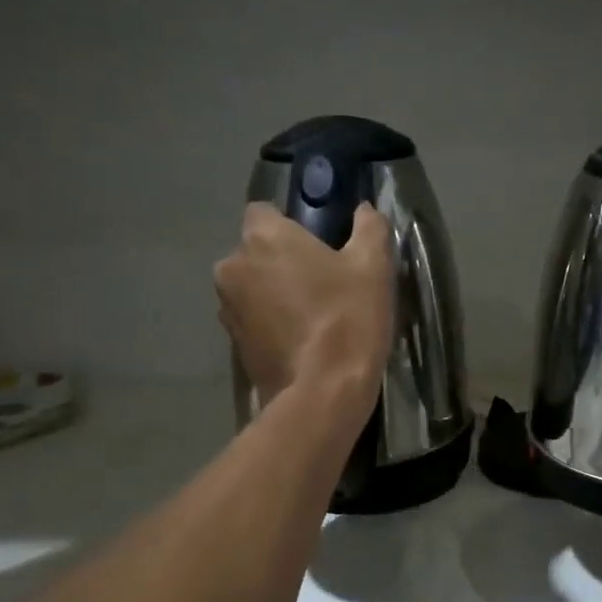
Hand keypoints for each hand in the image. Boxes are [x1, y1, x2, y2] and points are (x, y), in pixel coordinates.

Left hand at [215, 203, 392, 426]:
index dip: (289, 224)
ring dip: (273, 293)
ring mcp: (227, 308)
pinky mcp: (232, 345)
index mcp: (263, 237)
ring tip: (311, 315)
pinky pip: (252, 320)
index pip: (264, 212)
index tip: (317, 243)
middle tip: (321, 281)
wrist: (323, 391)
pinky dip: (270, 324)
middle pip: (256, 251)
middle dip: (280, 261)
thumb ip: (369, 227)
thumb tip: (364, 210)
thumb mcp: (373, 265)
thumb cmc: (348, 316)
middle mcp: (233, 266)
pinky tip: (301, 340)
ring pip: (251, 287)